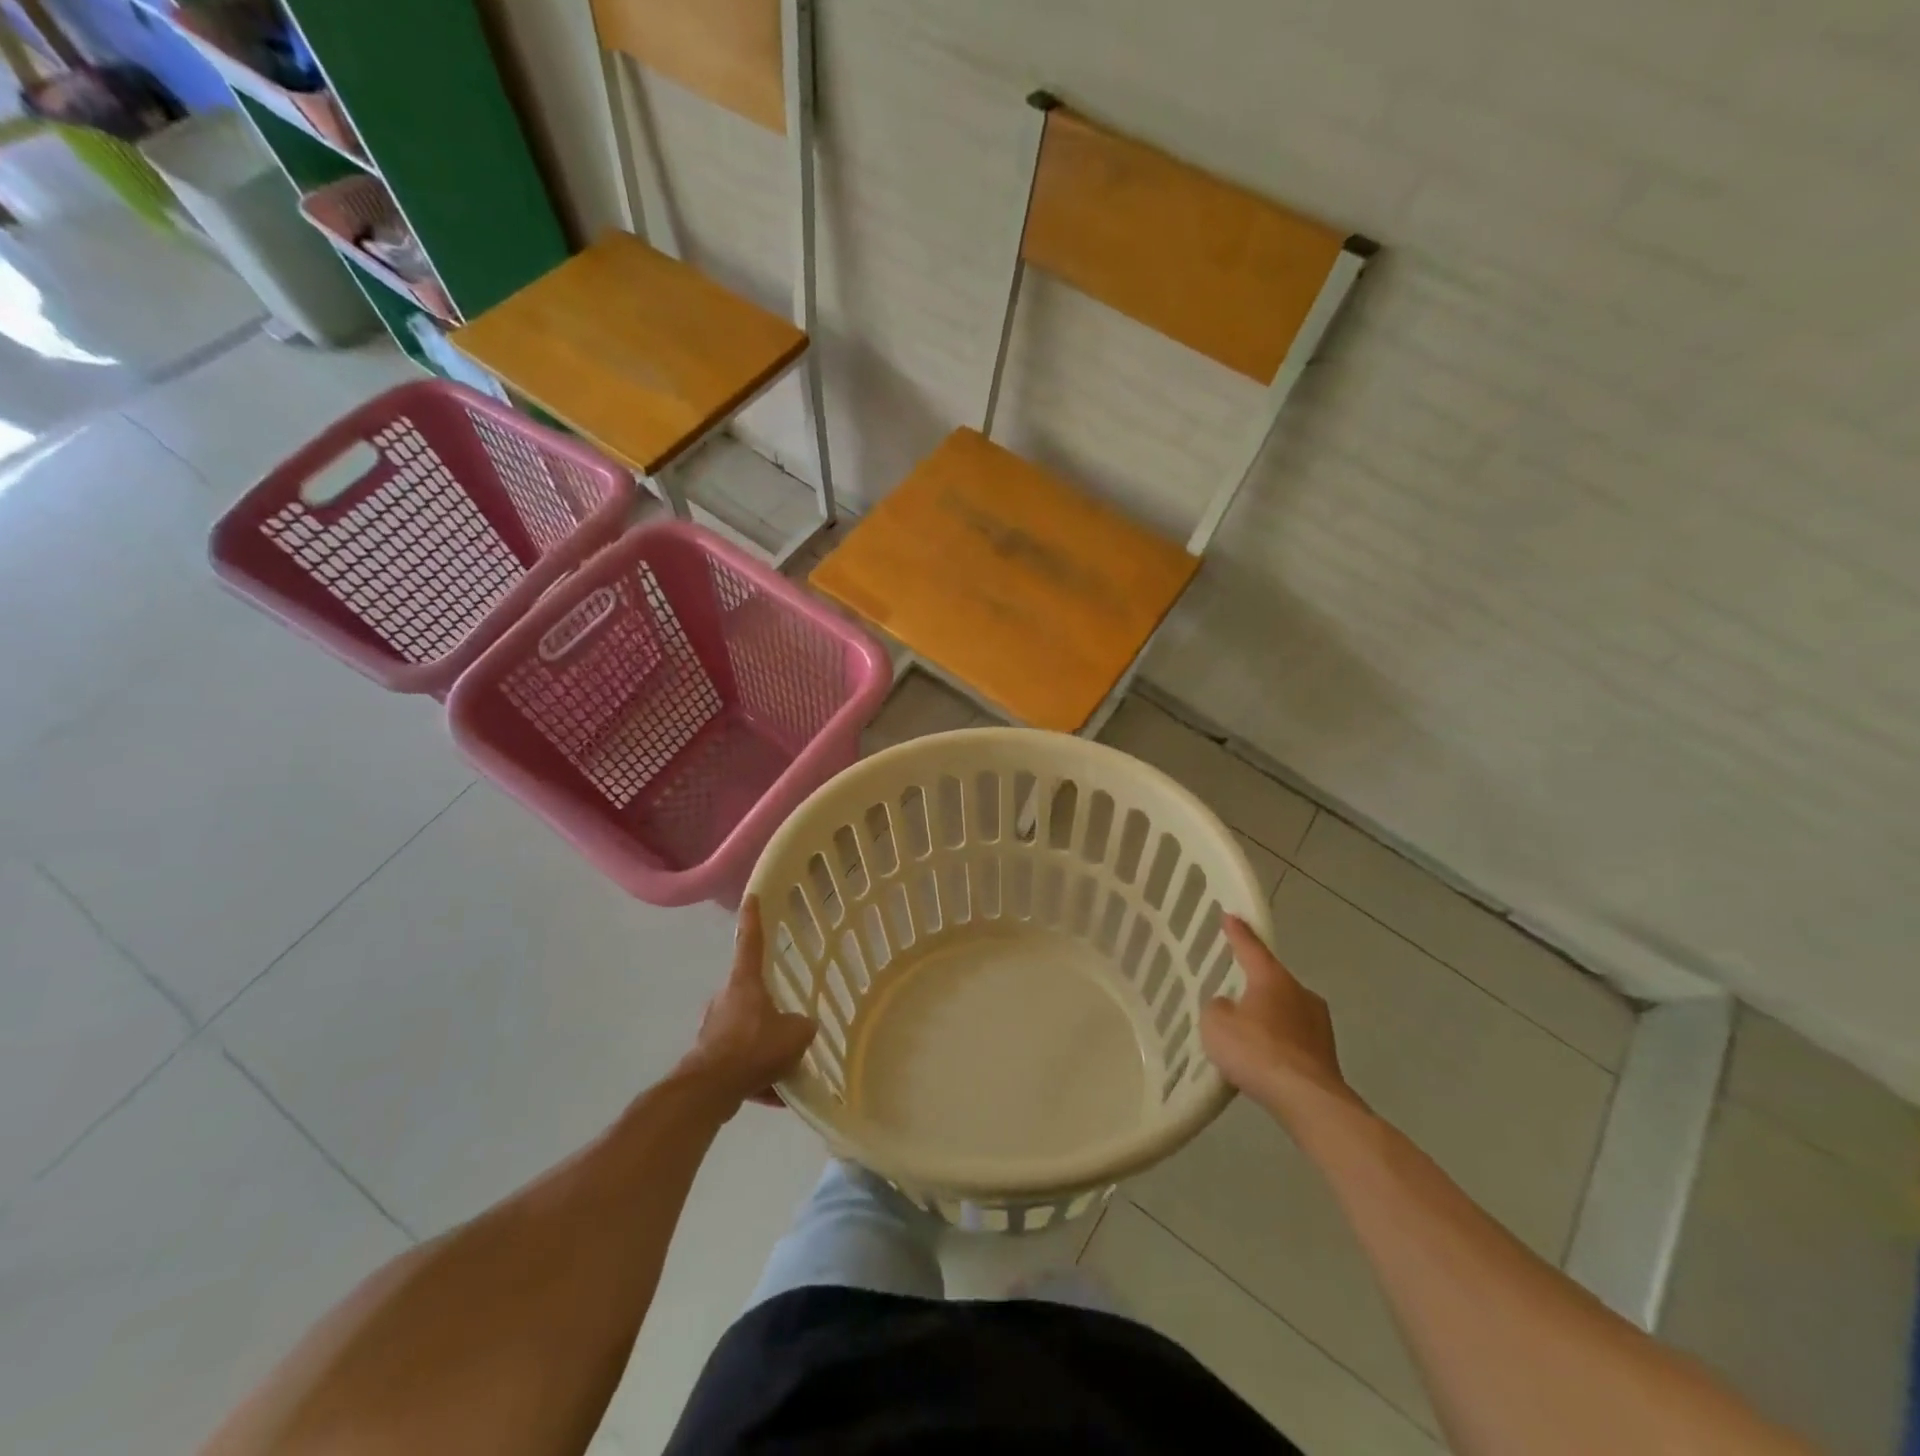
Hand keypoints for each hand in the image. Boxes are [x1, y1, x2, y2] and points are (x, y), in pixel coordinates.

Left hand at [679, 898, 816, 1109]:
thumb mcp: (795, 1034)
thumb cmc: (753, 1048)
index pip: (750, 941)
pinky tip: (775, 1095)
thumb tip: (801, 1027)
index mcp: (744, 983)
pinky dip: (756, 1075)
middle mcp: (725, 999)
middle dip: (768, 1008)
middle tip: (788, 1023)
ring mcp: (714, 1029)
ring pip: (746, 1031)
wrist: (710, 1090)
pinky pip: (740, 1061)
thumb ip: (803, 1026)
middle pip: (750, 994)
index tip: (751, 896)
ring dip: (763, 1046)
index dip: (752, 918)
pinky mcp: (709, 1058)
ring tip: (785, 1067)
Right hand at [1200, 915, 1358, 1114]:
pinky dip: (1279, 1044)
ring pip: (1286, 1011)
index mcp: (1273, 978)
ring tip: (1247, 1031)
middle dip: (1256, 983)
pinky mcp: (1326, 1055)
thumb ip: (1217, 1008)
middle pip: (1273, 980)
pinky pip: (1294, 1039)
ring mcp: (1319, 1025)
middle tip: (1236, 987)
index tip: (1230, 915)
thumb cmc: (1257, 1051)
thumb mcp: (1216, 1024)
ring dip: (1269, 1016)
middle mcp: (1301, 993)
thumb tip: (1229, 1007)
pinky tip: (1264, 1060)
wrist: (1307, 1101)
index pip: (1251, 948)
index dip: (1238, 932)